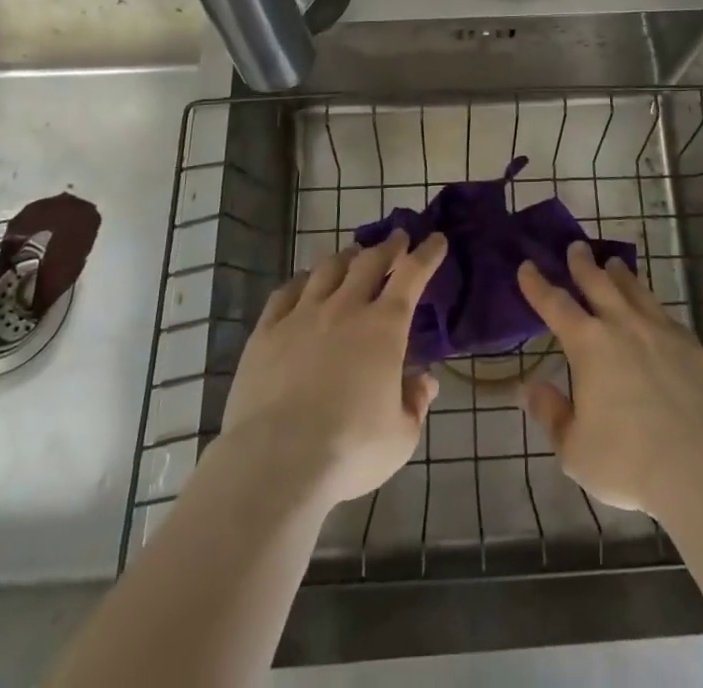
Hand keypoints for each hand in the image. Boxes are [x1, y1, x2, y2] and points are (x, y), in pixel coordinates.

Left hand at [220, 229, 447, 505]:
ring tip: (352, 255)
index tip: (436, 239)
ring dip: (345, 257)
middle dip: (387, 246)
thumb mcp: (400, 437)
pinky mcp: (266, 332)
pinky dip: (302, 281)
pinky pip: (286, 292)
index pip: (412, 276)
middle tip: (396, 238)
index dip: (427, 254)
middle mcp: (345, 309)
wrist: (275, 463)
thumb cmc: (349, 451)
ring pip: (327, 268)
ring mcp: (302, 315)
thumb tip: (425, 381)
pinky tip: (304, 282)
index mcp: (384, 328)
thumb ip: (415, 403)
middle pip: (369, 261)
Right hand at [517, 241, 702, 517]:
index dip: (537, 284)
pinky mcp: (693, 346)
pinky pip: (666, 316)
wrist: (702, 467)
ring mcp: (661, 331)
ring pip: (636, 291)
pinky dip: (653, 306)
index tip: (527, 266)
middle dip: (582, 263)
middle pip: (598, 283)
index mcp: (588, 345)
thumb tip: (529, 388)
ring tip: (614, 264)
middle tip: (576, 247)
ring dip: (621, 275)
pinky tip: (654, 311)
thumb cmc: (628, 461)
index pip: (555, 304)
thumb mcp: (574, 450)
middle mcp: (623, 325)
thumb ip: (551, 414)